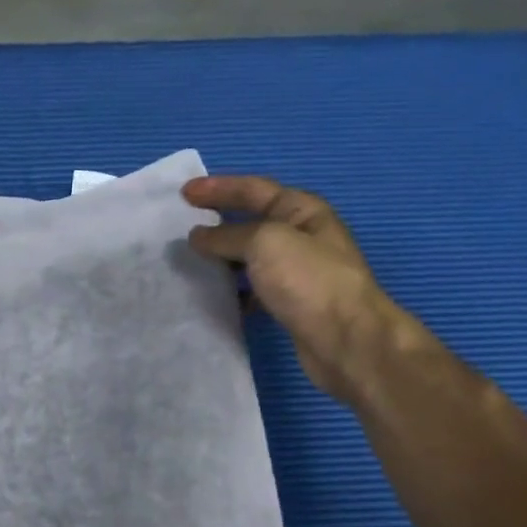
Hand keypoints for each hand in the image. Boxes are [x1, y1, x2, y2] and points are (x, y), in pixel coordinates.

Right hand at [183, 175, 406, 403]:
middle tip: (181, 228)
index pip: (253, 190)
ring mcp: (297, 272)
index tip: (184, 193)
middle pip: (251, 222)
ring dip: (222, 259)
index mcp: (301, 211)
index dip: (218, 188)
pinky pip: (253, 289)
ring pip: (250, 258)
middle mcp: (301, 237)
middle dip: (217, 223)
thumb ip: (227, 236)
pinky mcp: (290, 304)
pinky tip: (213, 297)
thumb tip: (198, 236)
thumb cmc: (308, 280)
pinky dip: (232, 290)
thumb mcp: (264, 243)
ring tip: (190, 263)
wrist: (344, 339)